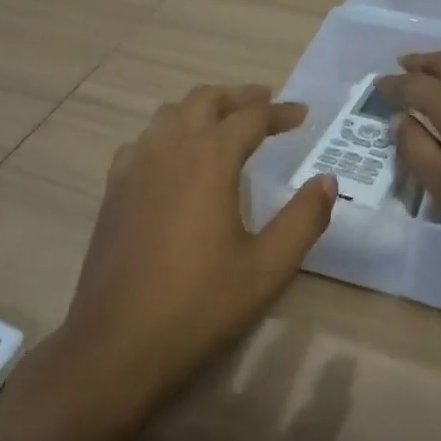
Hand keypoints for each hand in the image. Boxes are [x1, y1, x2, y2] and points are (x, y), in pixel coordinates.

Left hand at [56, 84, 335, 418]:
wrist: (118, 344)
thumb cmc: (200, 305)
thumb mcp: (267, 267)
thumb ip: (303, 219)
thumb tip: (327, 181)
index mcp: (208, 159)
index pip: (249, 117)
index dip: (280, 112)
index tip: (302, 114)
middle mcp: (168, 149)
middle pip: (204, 100)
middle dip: (238, 96)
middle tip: (266, 103)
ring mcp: (133, 167)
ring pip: (169, 115)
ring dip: (201, 109)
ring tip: (224, 123)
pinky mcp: (113, 190)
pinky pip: (143, 141)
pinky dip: (168, 134)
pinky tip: (176, 159)